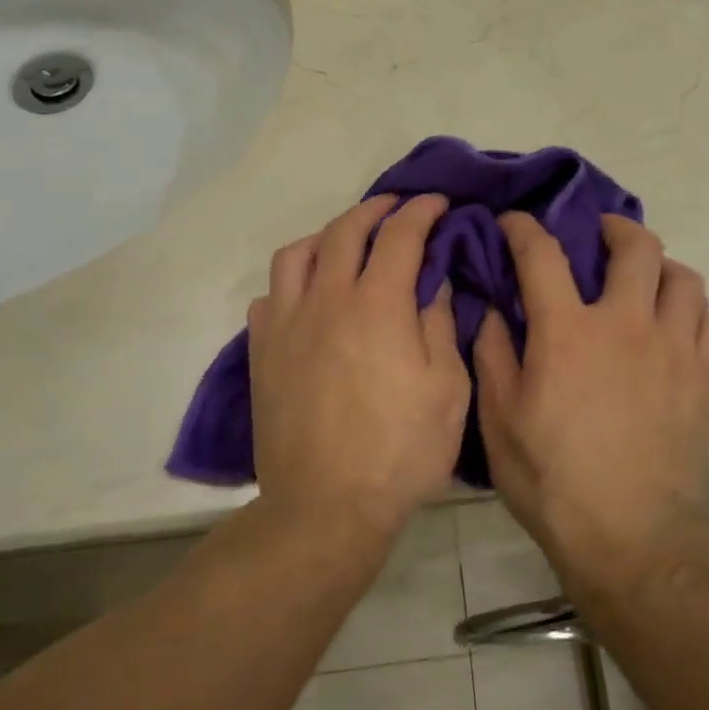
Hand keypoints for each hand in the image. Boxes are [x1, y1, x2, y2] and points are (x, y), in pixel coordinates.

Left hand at [248, 194, 470, 537]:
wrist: (326, 507)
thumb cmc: (401, 452)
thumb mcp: (447, 390)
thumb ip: (440, 325)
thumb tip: (432, 282)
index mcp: (378, 305)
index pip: (401, 235)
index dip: (422, 211)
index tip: (438, 202)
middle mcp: (327, 300)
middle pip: (346, 231)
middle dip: (376, 209)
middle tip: (397, 208)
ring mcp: (287, 324)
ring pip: (297, 254)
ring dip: (327, 235)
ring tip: (346, 242)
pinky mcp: (261, 352)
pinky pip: (270, 296)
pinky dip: (292, 282)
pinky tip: (308, 296)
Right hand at [474, 213, 708, 576]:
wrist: (630, 535)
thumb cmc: (551, 478)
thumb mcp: (499, 418)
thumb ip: (493, 353)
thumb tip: (493, 309)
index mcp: (568, 331)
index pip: (543, 254)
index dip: (524, 229)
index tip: (514, 223)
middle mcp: (626, 324)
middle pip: (636, 247)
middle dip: (614, 228)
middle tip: (599, 236)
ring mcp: (673, 349)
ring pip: (684, 278)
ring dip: (660, 267)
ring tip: (643, 280)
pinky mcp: (703, 378)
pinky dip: (691, 311)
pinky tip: (673, 326)